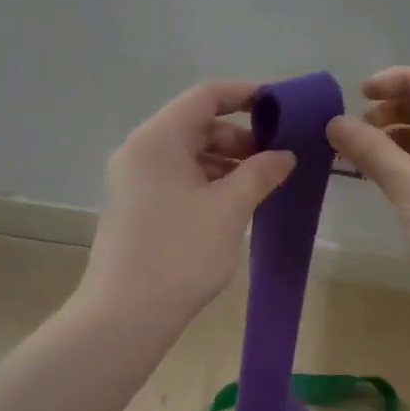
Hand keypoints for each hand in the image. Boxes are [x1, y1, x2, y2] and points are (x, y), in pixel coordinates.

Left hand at [82, 80, 295, 328]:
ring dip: (226, 162)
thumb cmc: (180, 253)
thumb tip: (284, 155)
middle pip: (196, 125)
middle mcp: (140, 150)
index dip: (246, 95)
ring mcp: (133, 179)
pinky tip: (233, 203)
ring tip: (262, 183)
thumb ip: (260, 173)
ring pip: (187, 154)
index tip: (281, 108)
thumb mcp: (229, 209)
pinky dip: (207, 181)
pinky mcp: (135, 205)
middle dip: (240, 136)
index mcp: (158, 138)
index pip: (205, 96)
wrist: (124, 315)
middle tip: (278, 157)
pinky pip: (176, 177)